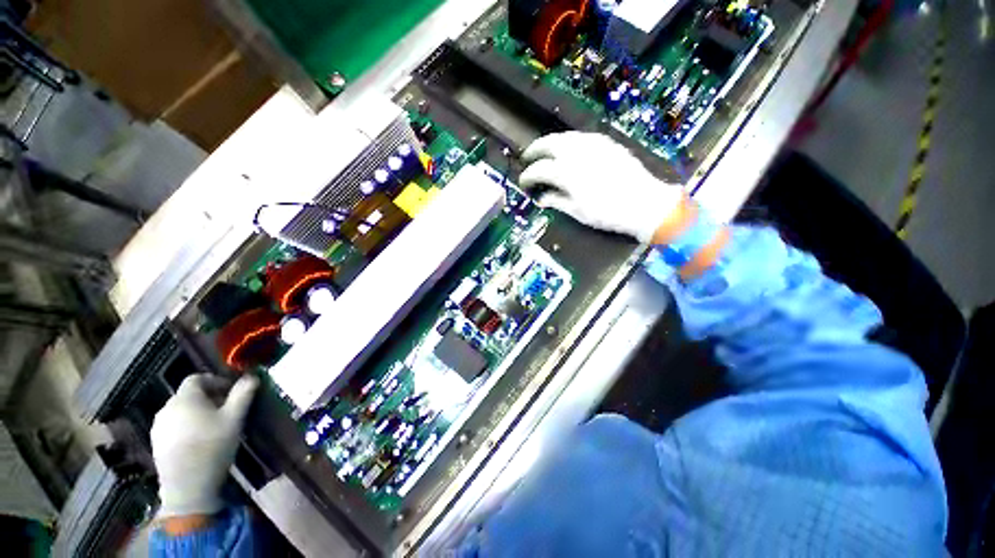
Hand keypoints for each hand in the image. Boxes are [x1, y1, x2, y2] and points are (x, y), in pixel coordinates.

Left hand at [151, 374, 257, 518]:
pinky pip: (174, 426)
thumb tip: (252, 376)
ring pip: (181, 411)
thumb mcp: (235, 418)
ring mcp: (159, 427)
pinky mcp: (157, 444)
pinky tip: (200, 441)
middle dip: (209, 398)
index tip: (231, 392)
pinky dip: (187, 427)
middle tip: (227, 410)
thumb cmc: (213, 446)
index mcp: (185, 398)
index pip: (197, 378)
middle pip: (189, 395)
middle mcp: (167, 408)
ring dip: (198, 413)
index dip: (216, 381)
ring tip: (215, 426)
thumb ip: (243, 394)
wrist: (188, 486)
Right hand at [520, 132, 685, 242]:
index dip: (527, 176)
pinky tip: (570, 148)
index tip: (523, 182)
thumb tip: (542, 199)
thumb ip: (556, 201)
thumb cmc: (608, 212)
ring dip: (551, 142)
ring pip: (565, 136)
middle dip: (534, 150)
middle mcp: (577, 153)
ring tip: (546, 151)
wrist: (644, 203)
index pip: (539, 170)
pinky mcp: (607, 143)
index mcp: (566, 172)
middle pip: (548, 143)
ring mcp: (593, 144)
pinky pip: (582, 136)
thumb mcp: (577, 212)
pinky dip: (570, 141)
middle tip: (528, 157)